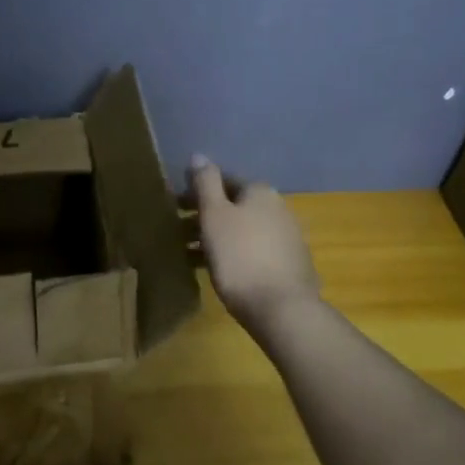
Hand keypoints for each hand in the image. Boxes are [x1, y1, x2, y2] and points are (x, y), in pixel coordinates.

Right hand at [189, 155, 320, 326]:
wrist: (282, 308)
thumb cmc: (240, 255)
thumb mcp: (214, 214)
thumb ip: (205, 182)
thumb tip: (199, 155)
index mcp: (260, 192)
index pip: (223, 181)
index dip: (197, 191)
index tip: (174, 206)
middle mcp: (278, 208)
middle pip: (233, 206)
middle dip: (205, 215)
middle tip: (177, 230)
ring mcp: (287, 238)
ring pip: (242, 230)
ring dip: (216, 237)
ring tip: (189, 254)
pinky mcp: (289, 266)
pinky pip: (253, 252)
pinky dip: (233, 254)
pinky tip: (217, 270)